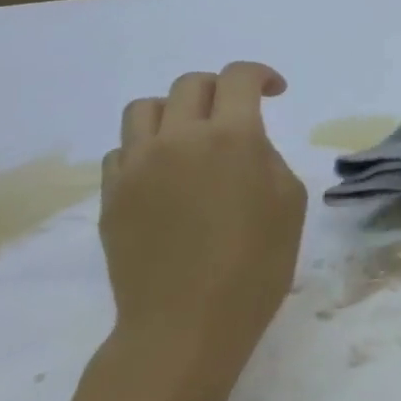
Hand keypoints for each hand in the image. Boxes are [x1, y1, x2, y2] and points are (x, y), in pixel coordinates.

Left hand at [99, 62, 307, 384]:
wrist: (186, 326)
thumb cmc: (255, 265)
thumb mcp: (289, 202)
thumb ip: (267, 158)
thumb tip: (243, 147)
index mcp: (231, 137)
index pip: (238, 77)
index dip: (260, 74)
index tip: (274, 91)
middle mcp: (178, 138)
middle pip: (189, 85)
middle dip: (218, 89)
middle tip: (235, 114)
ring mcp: (137, 166)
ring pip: (145, 109)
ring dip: (174, 112)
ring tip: (189, 138)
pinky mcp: (111, 196)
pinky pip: (122, 151)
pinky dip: (145, 150)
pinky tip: (163, 177)